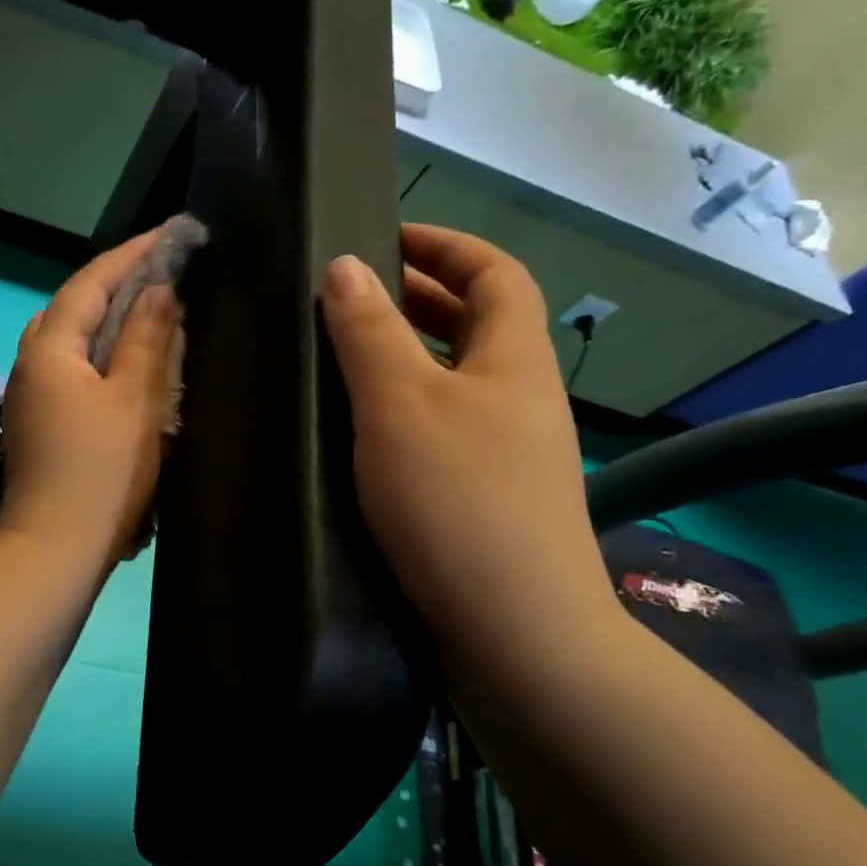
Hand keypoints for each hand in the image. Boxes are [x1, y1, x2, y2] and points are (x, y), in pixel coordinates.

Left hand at [0, 229, 180, 572]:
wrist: (55, 546)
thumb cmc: (101, 472)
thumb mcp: (134, 400)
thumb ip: (147, 339)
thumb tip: (158, 290)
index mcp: (50, 347)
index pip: (91, 282)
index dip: (133, 255)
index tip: (172, 235)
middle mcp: (29, 362)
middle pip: (72, 305)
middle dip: (116, 282)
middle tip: (162, 271)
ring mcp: (28, 394)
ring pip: (68, 338)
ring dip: (106, 318)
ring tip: (148, 310)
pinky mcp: (36, 421)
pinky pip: (68, 367)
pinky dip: (98, 352)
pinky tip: (124, 361)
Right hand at [320, 224, 617, 665]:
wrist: (517, 628)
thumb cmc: (457, 501)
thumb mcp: (400, 405)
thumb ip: (369, 333)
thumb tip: (345, 267)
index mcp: (512, 358)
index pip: (494, 273)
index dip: (446, 245)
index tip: (388, 236)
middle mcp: (521, 397)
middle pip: (479, 325)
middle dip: (422, 298)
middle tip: (355, 296)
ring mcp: (511, 453)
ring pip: (460, 381)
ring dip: (412, 357)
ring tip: (350, 358)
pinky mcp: (491, 499)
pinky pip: (449, 428)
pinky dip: (411, 411)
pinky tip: (368, 435)